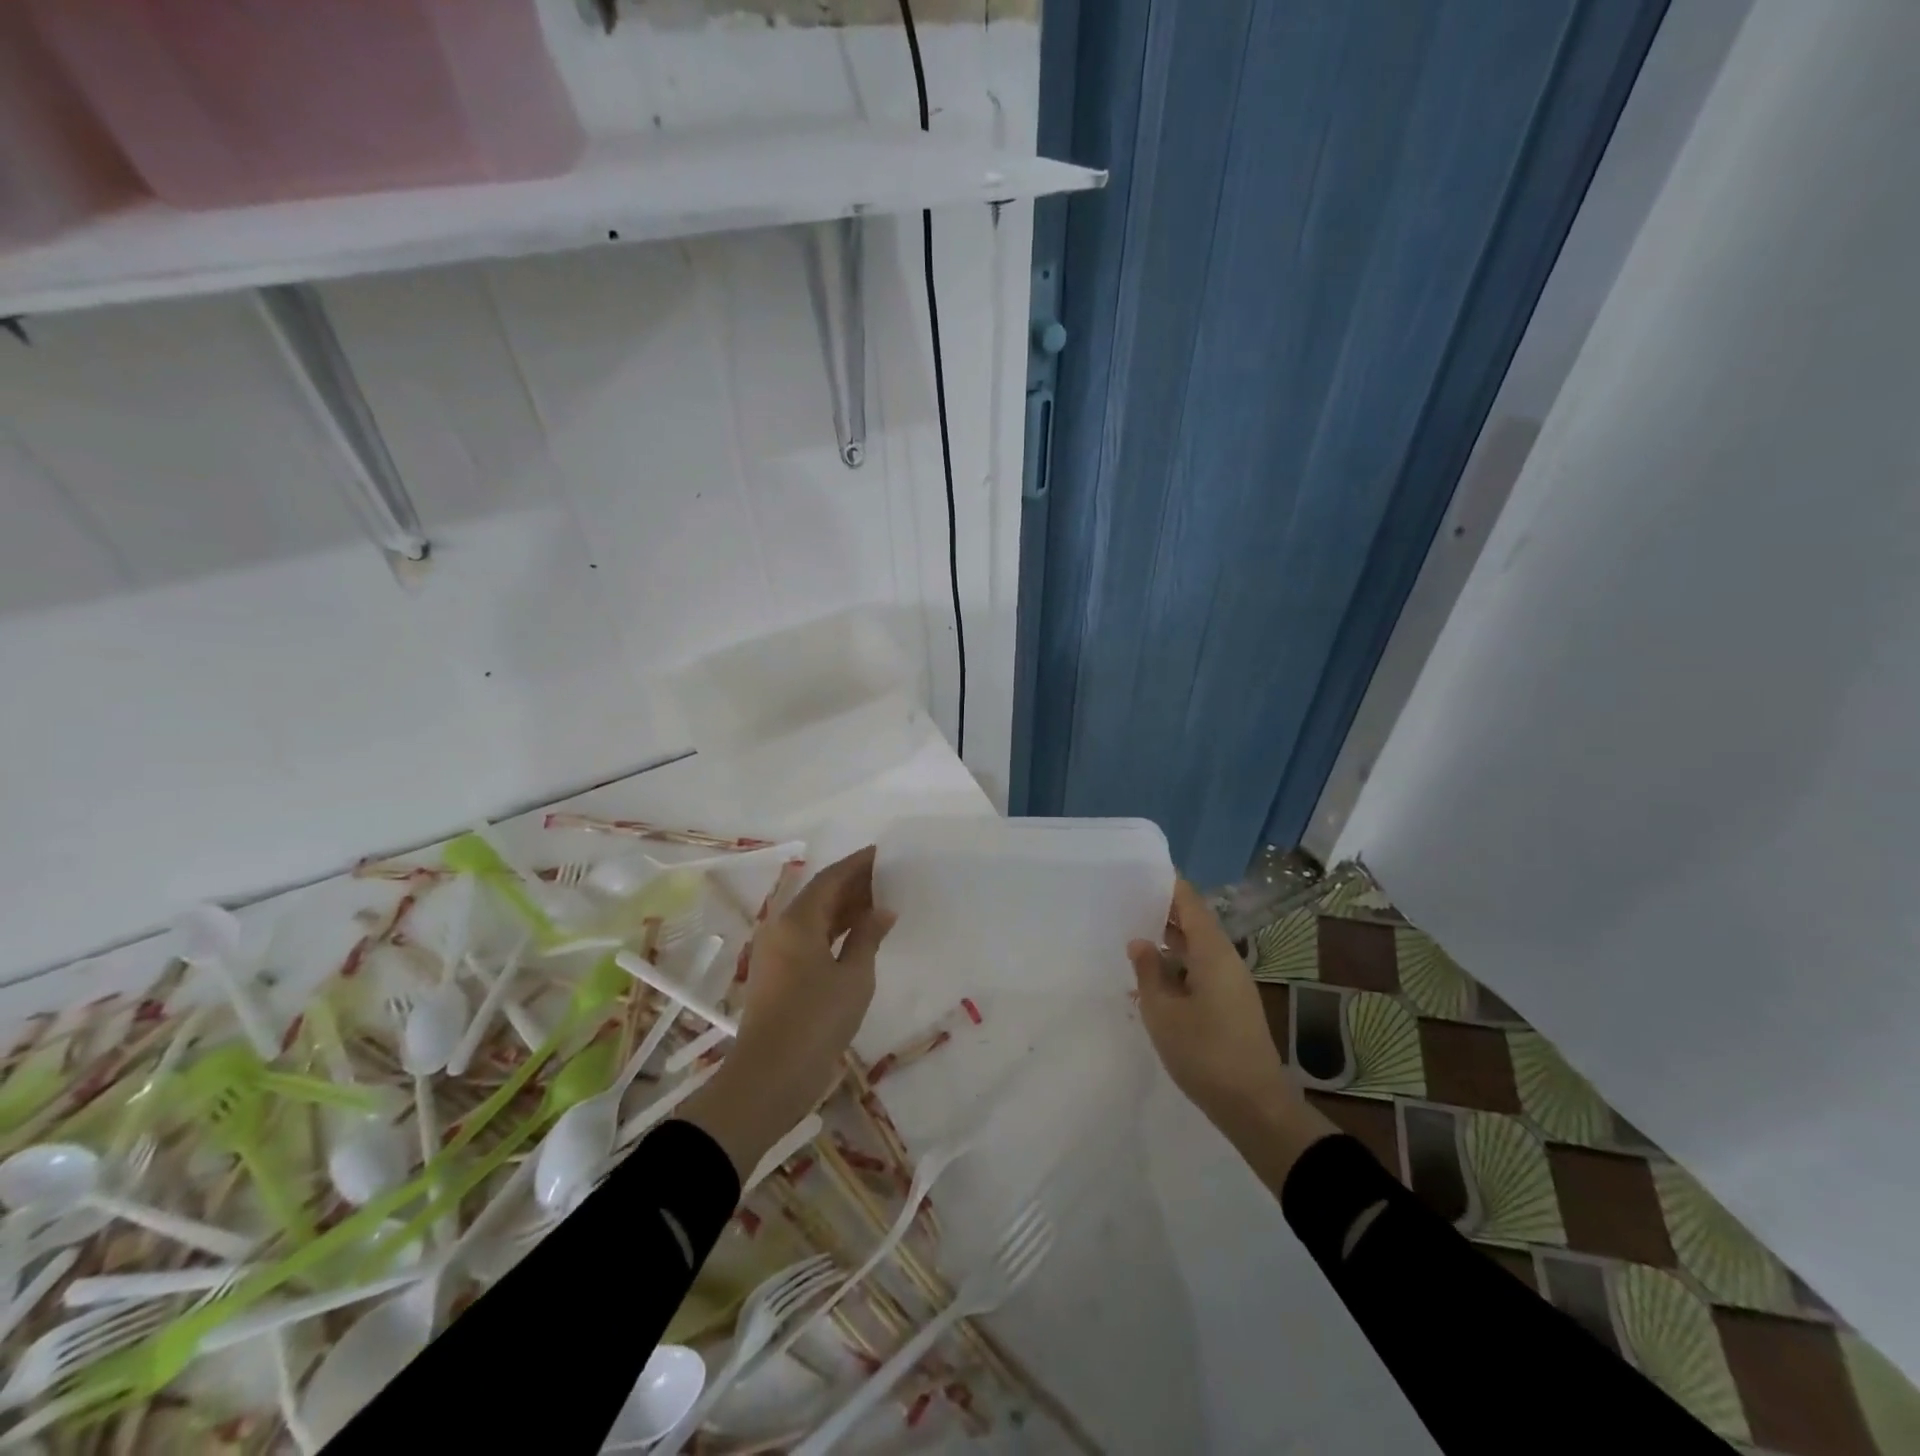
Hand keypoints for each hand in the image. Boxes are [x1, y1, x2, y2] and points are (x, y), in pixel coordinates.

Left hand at [681, 846, 894, 1178]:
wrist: (769, 1077)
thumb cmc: (816, 1021)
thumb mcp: (853, 978)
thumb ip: (867, 938)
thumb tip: (883, 910)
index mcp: (797, 921)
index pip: (830, 879)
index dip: (856, 864)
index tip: (881, 853)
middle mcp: (781, 928)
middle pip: (819, 895)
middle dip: (852, 885)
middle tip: (886, 878)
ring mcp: (775, 952)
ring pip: (813, 918)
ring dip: (843, 909)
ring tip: (878, 904)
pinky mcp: (777, 974)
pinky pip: (808, 938)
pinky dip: (833, 932)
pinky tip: (857, 937)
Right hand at [1130, 881, 1330, 1176]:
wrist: (1254, 1107)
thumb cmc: (1206, 1054)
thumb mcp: (1163, 1013)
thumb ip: (1149, 972)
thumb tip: (1140, 942)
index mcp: (1213, 953)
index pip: (1190, 903)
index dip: (1168, 884)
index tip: (1141, 871)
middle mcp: (1226, 961)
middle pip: (1193, 924)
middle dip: (1162, 912)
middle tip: (1125, 903)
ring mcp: (1230, 984)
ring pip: (1195, 950)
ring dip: (1166, 943)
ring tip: (1130, 938)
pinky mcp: (1229, 1006)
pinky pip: (1198, 973)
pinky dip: (1175, 969)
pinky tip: (1148, 981)